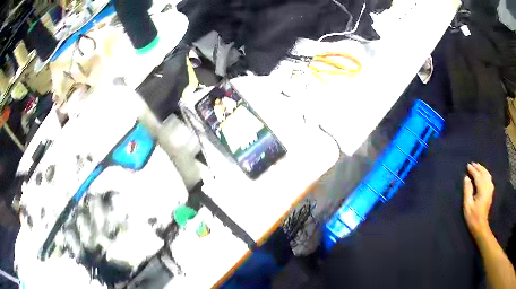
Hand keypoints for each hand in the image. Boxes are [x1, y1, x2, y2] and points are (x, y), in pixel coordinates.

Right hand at [463, 163, 494, 239]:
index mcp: (482, 190)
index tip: (468, 166)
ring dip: (482, 169)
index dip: (473, 170)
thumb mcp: (467, 206)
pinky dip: (486, 174)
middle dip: (478, 167)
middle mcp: (487, 187)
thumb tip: (466, 178)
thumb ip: (467, 191)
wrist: (480, 226)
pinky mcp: (491, 192)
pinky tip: (484, 174)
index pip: (477, 176)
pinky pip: (489, 178)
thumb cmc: (473, 217)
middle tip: (472, 164)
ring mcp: (490, 189)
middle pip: (483, 173)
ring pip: (487, 175)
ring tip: (478, 166)